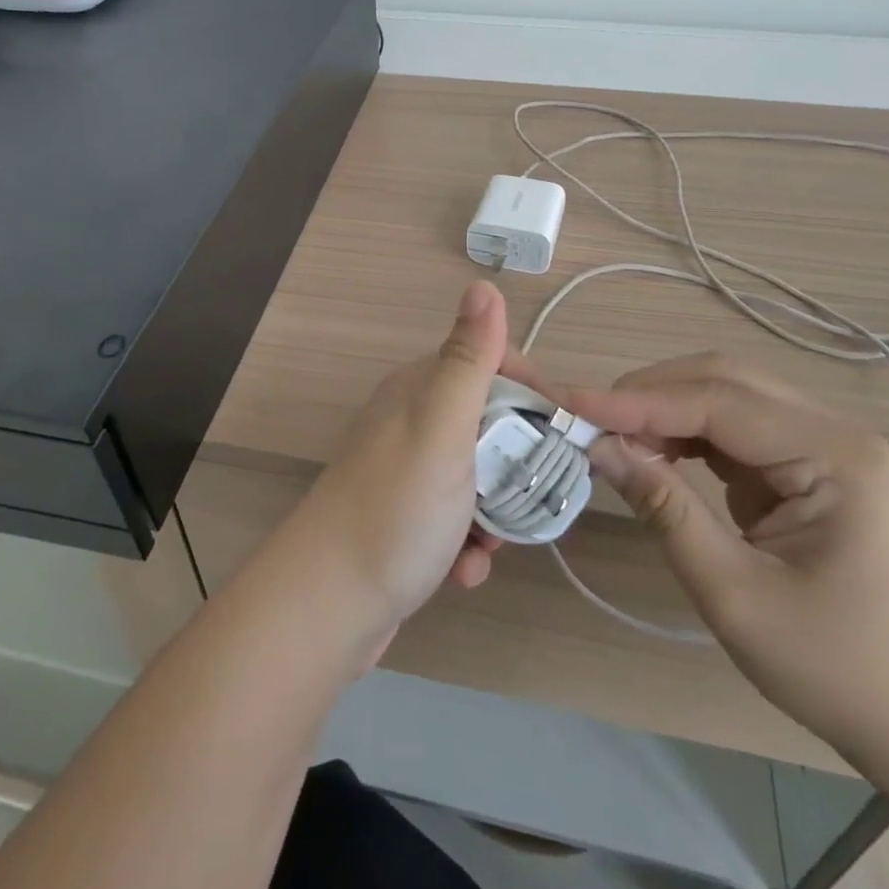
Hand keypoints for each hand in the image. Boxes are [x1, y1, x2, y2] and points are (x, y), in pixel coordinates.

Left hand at [280, 281, 513, 636]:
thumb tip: (483, 285)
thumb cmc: (396, 508)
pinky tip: (465, 571)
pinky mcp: (404, 516)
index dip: (532, 394)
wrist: (327, 603)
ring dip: (497, 513)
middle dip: (518, 465)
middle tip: (532, 500)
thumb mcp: (441, 426)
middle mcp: (411, 420)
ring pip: (478, 476)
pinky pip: (455, 516)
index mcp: (420, 389)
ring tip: (493, 546)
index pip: (493, 365)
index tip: (561, 434)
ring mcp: (406, 470)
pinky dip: (469, 542)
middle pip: (491, 425)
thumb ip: (468, 360)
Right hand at [571, 355, 888, 771]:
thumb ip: (665, 510)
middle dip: (649, 395)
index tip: (572, 405)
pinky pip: (736, 429)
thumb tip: (599, 449)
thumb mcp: (735, 595)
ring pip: (727, 397)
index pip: (718, 403)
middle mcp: (833, 432)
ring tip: (613, 436)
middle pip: (724, 381)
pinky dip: (687, 434)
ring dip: (665, 410)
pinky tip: (655, 453)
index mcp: (834, 456)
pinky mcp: (809, 468)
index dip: (638, 402)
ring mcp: (824, 447)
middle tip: (587, 420)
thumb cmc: (839, 670)